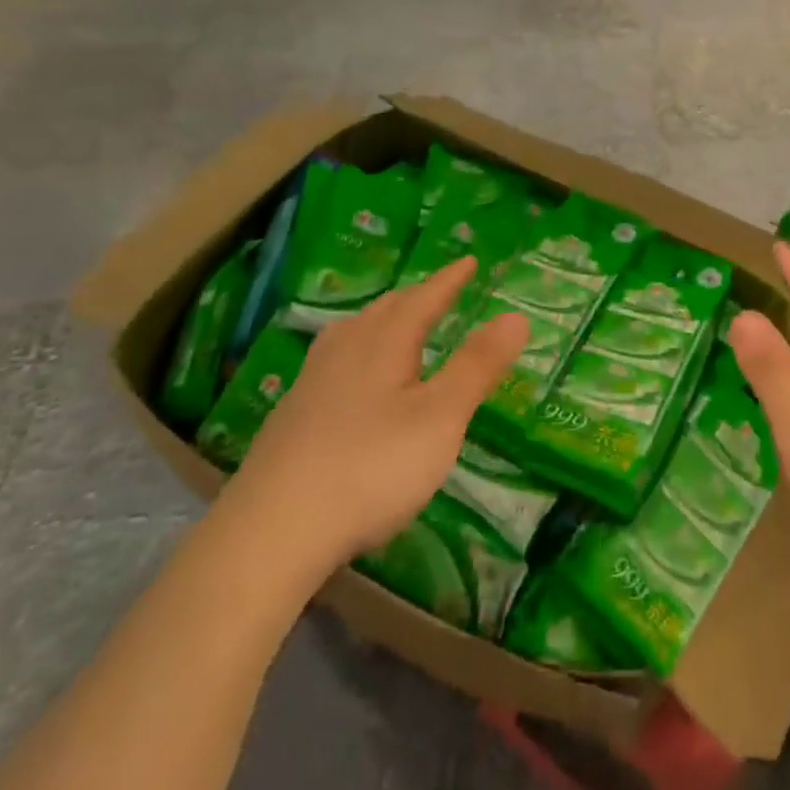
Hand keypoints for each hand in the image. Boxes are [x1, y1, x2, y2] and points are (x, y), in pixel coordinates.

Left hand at [222, 256, 527, 576]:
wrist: (273, 528)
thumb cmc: (371, 466)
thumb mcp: (440, 417)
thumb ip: (477, 365)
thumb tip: (516, 315)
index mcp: (384, 342)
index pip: (424, 298)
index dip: (449, 279)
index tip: (468, 261)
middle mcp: (346, 349)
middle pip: (385, 309)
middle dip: (416, 297)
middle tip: (438, 292)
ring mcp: (313, 381)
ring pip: (353, 332)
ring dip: (382, 320)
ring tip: (394, 324)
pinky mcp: (292, 414)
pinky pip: (334, 360)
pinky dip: (357, 351)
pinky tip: (351, 379)